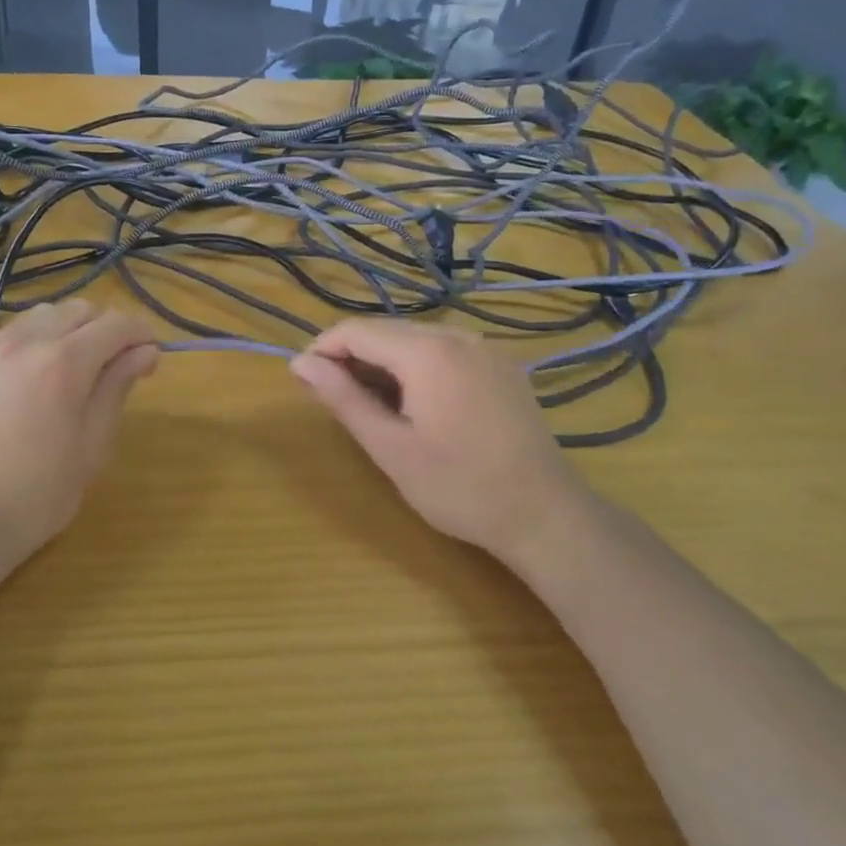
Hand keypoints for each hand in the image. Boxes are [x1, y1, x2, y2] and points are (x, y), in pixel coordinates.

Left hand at [0, 301, 158, 583]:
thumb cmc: (35, 496)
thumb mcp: (91, 447)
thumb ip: (116, 389)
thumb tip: (144, 352)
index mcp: (63, 362)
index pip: (115, 324)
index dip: (140, 335)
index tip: (150, 359)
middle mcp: (24, 342)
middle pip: (77, 309)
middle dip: (104, 328)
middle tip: (115, 367)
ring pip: (40, 317)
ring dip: (67, 331)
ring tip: (73, 371)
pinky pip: (8, 336)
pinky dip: (32, 343)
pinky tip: (31, 382)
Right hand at [289, 319, 597, 561]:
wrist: (545, 515)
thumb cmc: (459, 487)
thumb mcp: (390, 447)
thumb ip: (343, 398)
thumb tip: (300, 362)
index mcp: (428, 352)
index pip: (357, 330)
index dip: (323, 350)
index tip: (304, 381)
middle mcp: (458, 335)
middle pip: (387, 330)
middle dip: (353, 357)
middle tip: (335, 400)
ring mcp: (485, 349)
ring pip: (415, 340)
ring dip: (384, 363)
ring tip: (372, 406)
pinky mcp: (501, 366)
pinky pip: (445, 352)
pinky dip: (417, 368)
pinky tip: (415, 404)